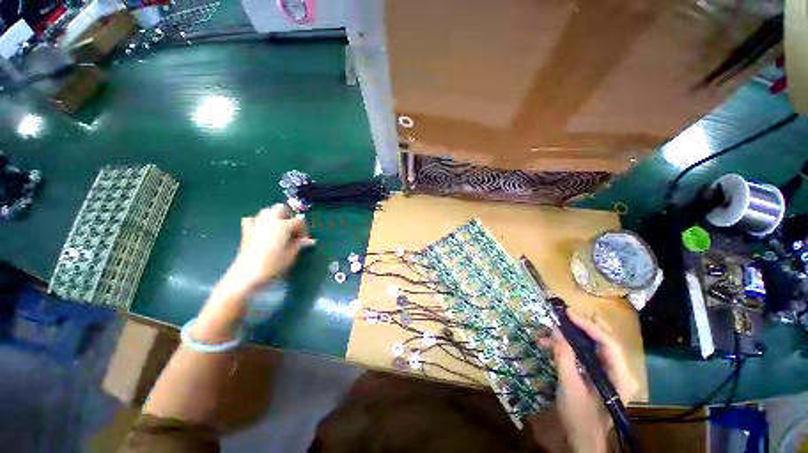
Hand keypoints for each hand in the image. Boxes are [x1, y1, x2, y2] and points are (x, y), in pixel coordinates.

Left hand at [222, 204, 315, 293]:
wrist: (247, 275)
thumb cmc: (273, 265)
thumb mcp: (291, 255)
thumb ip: (300, 245)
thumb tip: (310, 241)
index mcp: (283, 226)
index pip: (299, 221)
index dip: (304, 229)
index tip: (305, 240)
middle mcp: (270, 221)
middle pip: (281, 208)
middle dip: (288, 216)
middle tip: (293, 229)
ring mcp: (256, 225)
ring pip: (267, 211)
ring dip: (275, 216)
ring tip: (280, 229)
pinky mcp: (246, 232)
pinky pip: (252, 220)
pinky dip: (258, 222)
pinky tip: (262, 230)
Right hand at [547, 312, 637, 452]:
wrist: (583, 441)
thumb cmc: (579, 417)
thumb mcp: (569, 385)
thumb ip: (563, 355)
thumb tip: (556, 328)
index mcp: (620, 376)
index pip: (607, 342)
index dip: (587, 325)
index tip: (567, 312)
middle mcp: (620, 371)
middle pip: (601, 341)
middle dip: (578, 328)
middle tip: (559, 317)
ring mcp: (610, 373)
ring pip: (592, 346)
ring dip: (570, 337)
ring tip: (548, 333)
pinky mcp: (599, 375)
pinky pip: (586, 354)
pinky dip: (569, 348)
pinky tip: (551, 346)